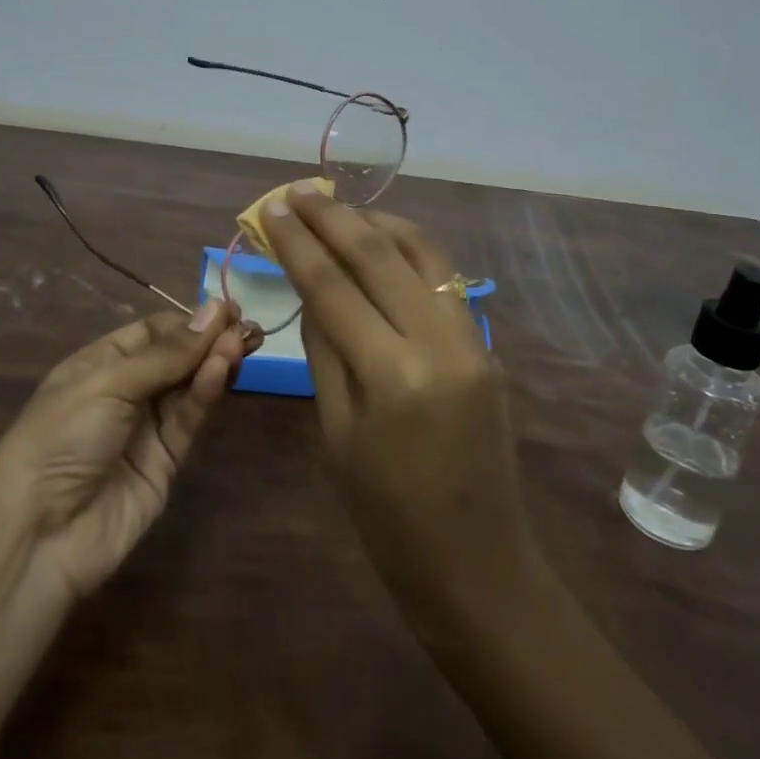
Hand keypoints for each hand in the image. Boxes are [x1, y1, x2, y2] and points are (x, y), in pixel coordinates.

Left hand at [0, 300, 256, 599]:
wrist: (39, 534)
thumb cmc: (62, 436)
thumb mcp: (108, 382)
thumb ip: (166, 354)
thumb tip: (214, 311)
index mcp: (99, 363)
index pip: (151, 332)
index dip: (187, 321)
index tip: (225, 310)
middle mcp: (125, 391)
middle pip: (176, 358)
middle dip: (209, 340)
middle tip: (246, 325)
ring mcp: (146, 428)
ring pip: (188, 386)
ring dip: (213, 362)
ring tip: (242, 342)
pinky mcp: (166, 462)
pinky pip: (189, 419)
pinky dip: (206, 393)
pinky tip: (223, 369)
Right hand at [262, 187, 538, 619]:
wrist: (480, 567)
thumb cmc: (387, 518)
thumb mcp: (337, 433)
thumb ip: (325, 350)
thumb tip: (312, 287)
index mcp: (393, 376)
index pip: (333, 285)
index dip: (297, 242)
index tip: (272, 208)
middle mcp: (441, 343)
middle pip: (379, 254)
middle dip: (333, 216)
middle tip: (298, 191)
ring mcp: (473, 340)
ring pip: (423, 253)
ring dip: (377, 221)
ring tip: (339, 207)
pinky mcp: (487, 345)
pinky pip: (443, 279)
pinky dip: (408, 251)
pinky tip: (381, 245)